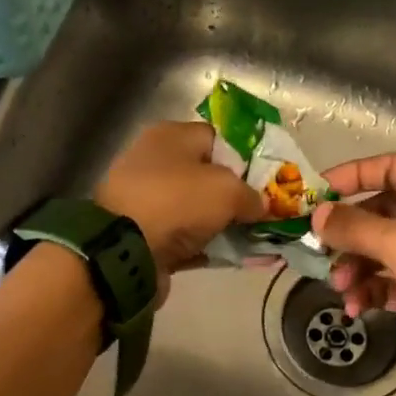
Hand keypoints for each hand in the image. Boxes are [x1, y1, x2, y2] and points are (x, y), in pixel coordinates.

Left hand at [95, 121, 264, 302]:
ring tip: (259, 239)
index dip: (247, 157)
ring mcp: (150, 203)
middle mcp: (157, 165)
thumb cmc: (177, 202)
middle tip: (268, 213)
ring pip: (200, 212)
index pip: (218, 139)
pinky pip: (190, 240)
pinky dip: (211, 248)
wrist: (125, 251)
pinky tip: (237, 258)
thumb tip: (263, 206)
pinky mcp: (148, 237)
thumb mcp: (227, 190)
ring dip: (227, 226)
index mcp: (171, 138)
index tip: (269, 180)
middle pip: (210, 177)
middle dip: (239, 196)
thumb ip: (252, 195)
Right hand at [311, 153, 395, 369]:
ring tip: (339, 287)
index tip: (318, 192)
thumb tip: (317, 215)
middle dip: (347, 232)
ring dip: (353, 267)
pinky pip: (386, 286)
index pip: (392, 168)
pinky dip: (367, 293)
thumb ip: (355, 227)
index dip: (355, 174)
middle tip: (318, 248)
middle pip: (379, 213)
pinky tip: (353, 308)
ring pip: (379, 253)